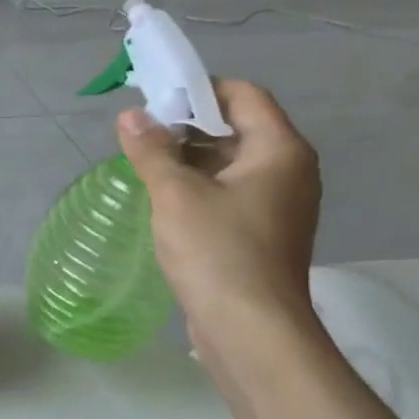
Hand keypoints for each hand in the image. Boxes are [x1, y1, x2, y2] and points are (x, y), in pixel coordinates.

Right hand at [117, 79, 321, 344]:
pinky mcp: (261, 232)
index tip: (154, 99)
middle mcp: (288, 170)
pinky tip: (164, 199)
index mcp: (279, 150)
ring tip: (144, 164)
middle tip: (140, 134)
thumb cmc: (218, 252)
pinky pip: (229, 192)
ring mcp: (278, 204)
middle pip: (237, 127)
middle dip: (187, 125)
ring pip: (230, 163)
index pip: (244, 95)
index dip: (199, 90)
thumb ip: (151, 150)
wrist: (250, 329)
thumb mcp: (176, 195)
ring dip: (188, 158)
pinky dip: (198, 186)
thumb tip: (130, 115)